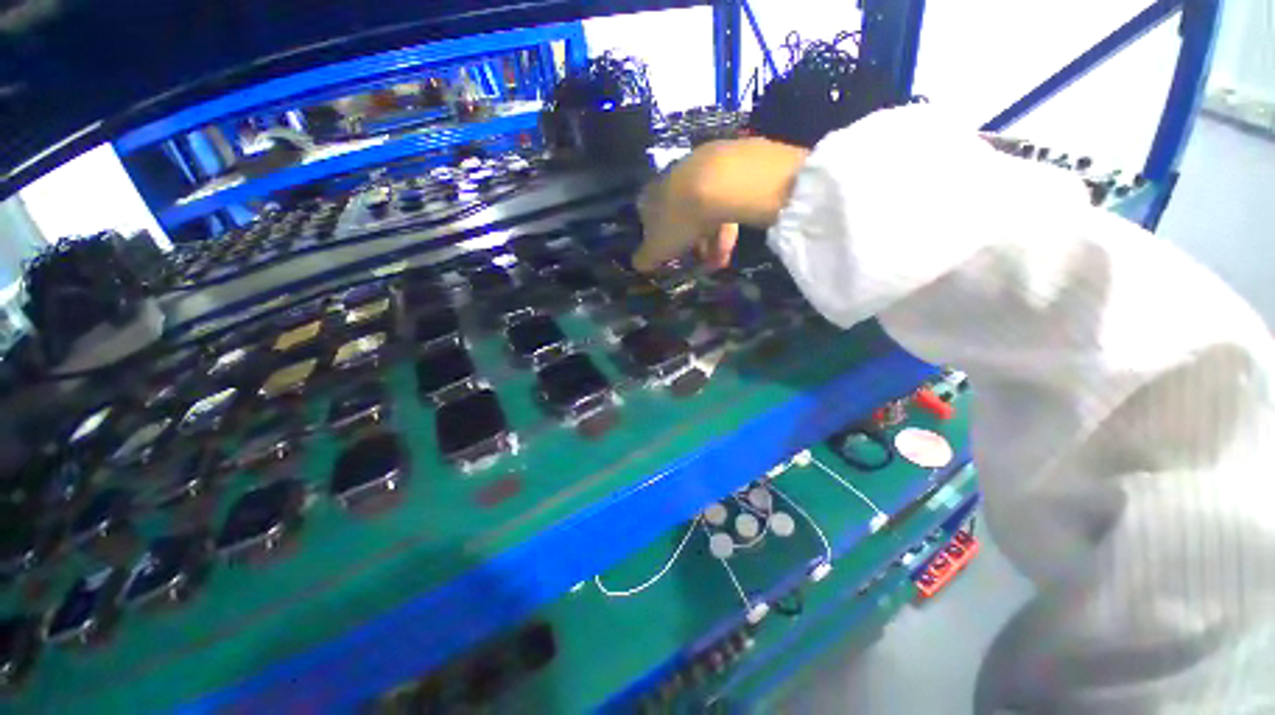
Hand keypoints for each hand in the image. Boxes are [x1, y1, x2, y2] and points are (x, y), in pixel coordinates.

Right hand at [632, 138, 809, 272]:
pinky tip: (730, 247)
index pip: (649, 222)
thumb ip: (645, 258)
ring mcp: (698, 174)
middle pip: (679, 220)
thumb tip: (638, 264)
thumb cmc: (678, 220)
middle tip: (701, 264)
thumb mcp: (656, 248)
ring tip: (720, 262)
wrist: (718, 184)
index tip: (672, 259)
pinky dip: (724, 229)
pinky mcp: (725, 172)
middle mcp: (670, 182)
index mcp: (649, 198)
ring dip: (710, 243)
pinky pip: (722, 207)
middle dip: (690, 246)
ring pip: (703, 215)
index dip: (661, 244)